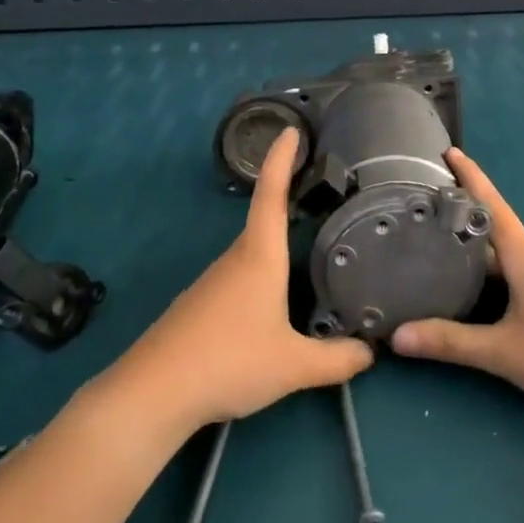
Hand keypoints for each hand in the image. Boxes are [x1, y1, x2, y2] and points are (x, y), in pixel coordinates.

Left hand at [105, 126, 371, 431]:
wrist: (153, 392)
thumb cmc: (228, 361)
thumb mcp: (294, 366)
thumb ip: (337, 359)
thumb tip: (370, 353)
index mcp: (259, 257)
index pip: (271, 195)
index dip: (281, 160)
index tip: (289, 130)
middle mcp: (235, 260)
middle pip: (264, 223)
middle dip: (288, 203)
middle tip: (321, 195)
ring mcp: (212, 283)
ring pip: (253, 256)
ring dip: (277, 249)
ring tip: (309, 256)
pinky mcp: (199, 308)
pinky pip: (239, 281)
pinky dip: (262, 280)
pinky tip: (273, 309)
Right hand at [390, 149, 523, 421]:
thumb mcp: (503, 354)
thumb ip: (450, 343)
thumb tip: (397, 337)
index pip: (491, 204)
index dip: (470, 176)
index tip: (450, 151)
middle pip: (500, 237)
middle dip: (468, 238)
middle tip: (431, 241)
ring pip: (519, 259)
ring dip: (491, 265)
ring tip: (458, 280)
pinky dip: (514, 280)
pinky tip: (505, 307)